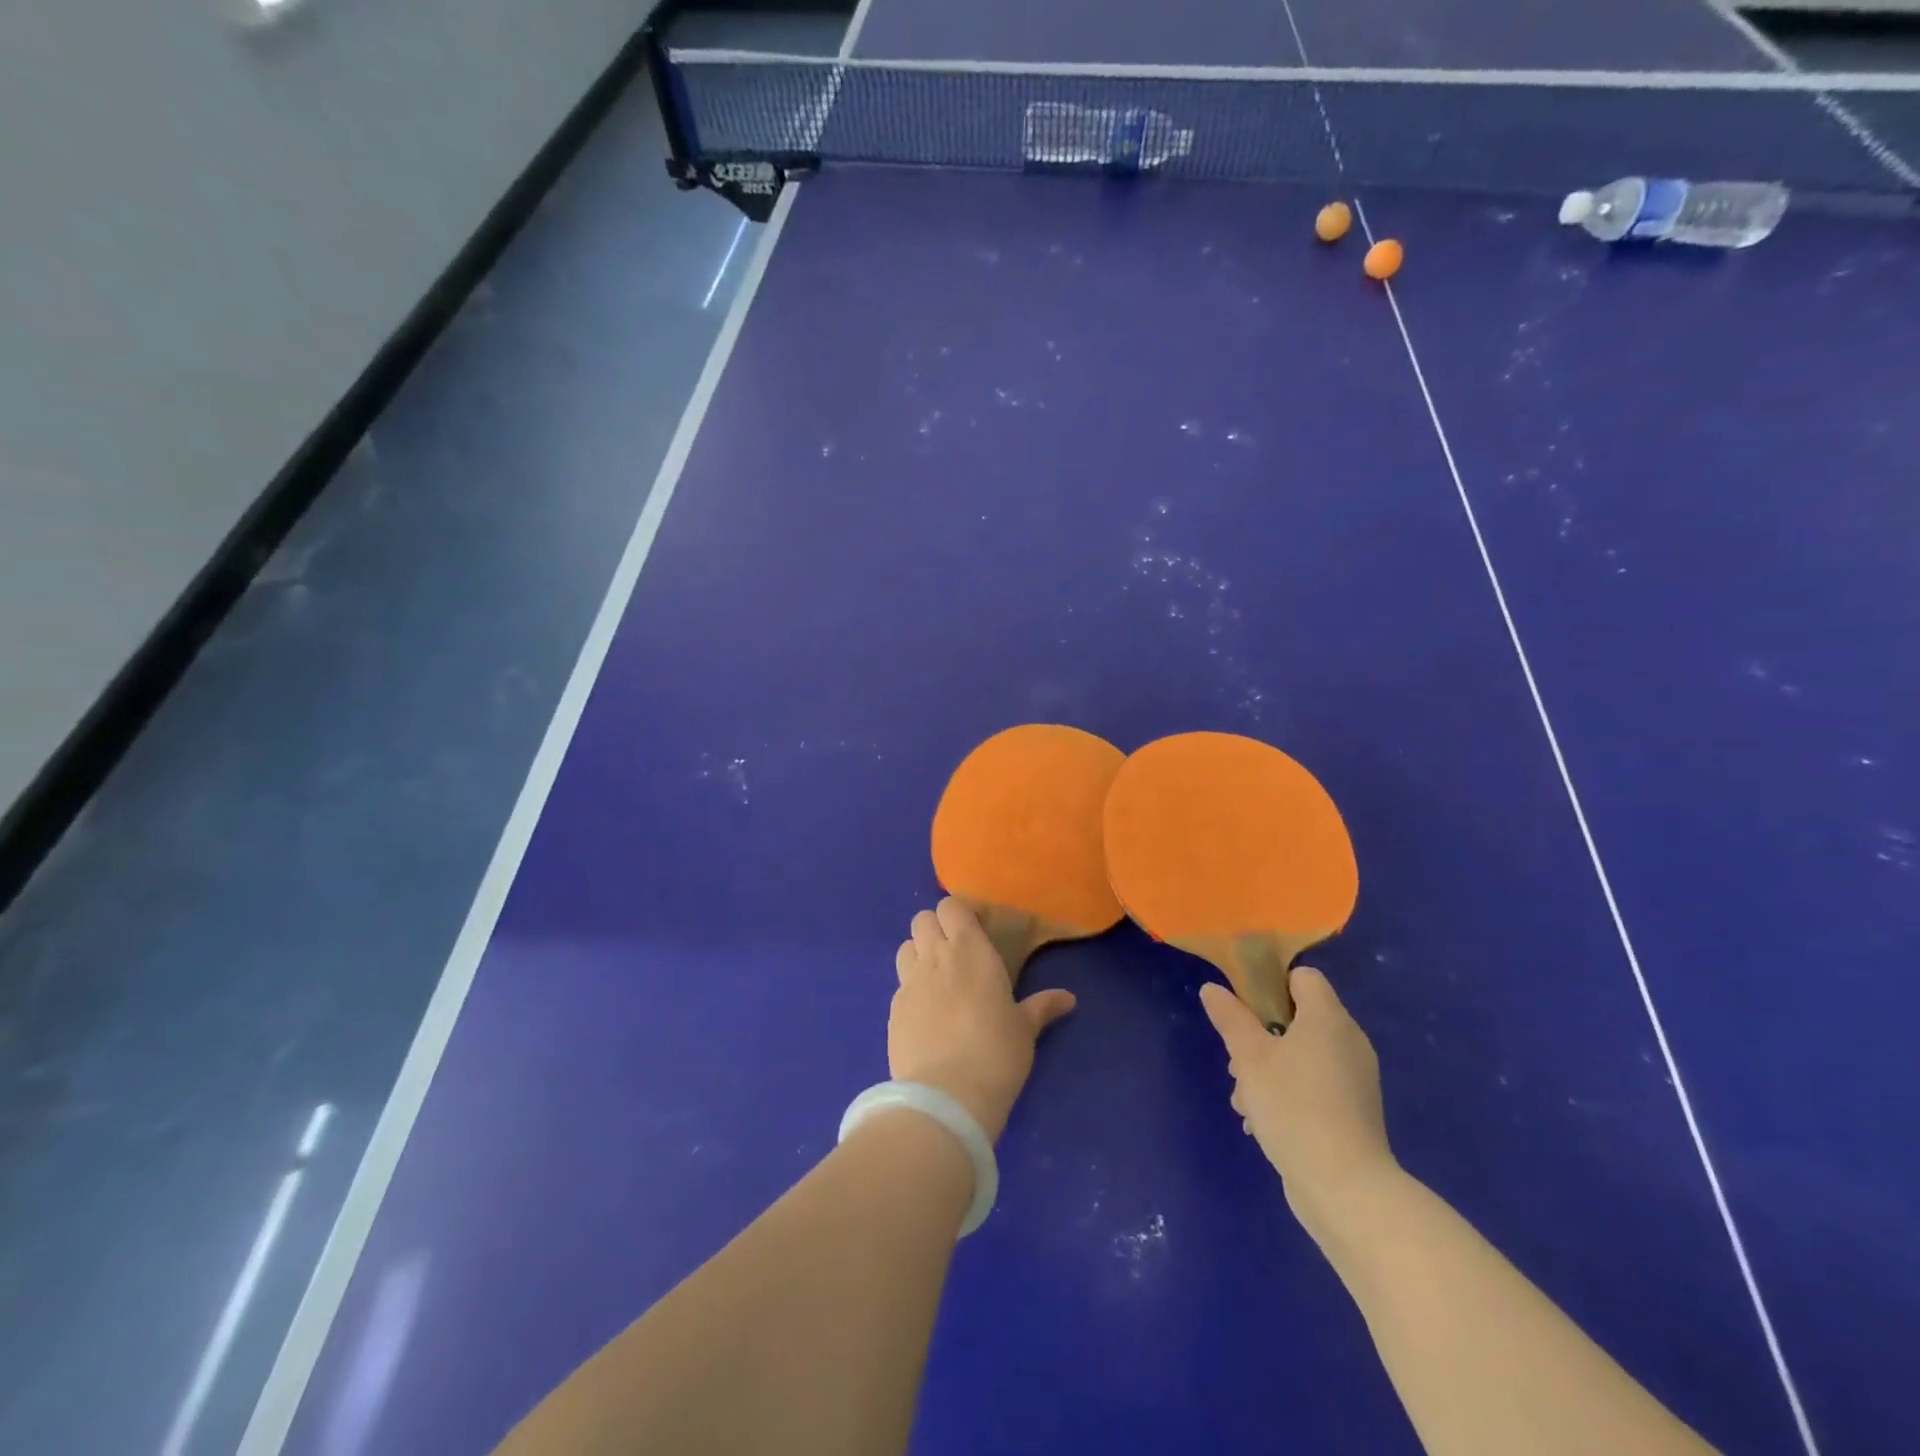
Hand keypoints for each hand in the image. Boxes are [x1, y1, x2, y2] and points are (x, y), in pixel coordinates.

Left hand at [891, 898, 1075, 1140]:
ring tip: (937, 979)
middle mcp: (934, 956)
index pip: (951, 906)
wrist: (947, 1096)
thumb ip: (1042, 1006)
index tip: (976, 930)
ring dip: (919, 954)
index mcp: (969, 949)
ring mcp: (909, 982)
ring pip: (906, 947)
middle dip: (935, 928)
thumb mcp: (1025, 1028)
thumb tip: (1069, 999)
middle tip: (955, 953)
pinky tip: (926, 1014)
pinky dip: (911, 989)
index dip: (959, 914)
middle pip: (922, 919)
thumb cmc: (997, 1052)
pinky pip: (900, 985)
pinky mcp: (892, 1010)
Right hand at [1201, 968, 1394, 1237]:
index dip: (1270, 985)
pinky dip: (1289, 1094)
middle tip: (1238, 1061)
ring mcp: (1354, 1079)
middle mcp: (1348, 1041)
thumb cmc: (1294, 1107)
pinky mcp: (1353, 1112)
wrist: (1346, 1188)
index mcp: (1328, 1018)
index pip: (1302, 977)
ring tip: (1244, 1100)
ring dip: (1268, 1069)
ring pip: (1301, 1055)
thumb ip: (1230, 1018)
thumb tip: (1212, 989)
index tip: (1244, 1009)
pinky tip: (1263, 1122)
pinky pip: (1314, 1085)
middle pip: (1297, 1018)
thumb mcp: (1249, 1057)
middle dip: (1260, 1036)